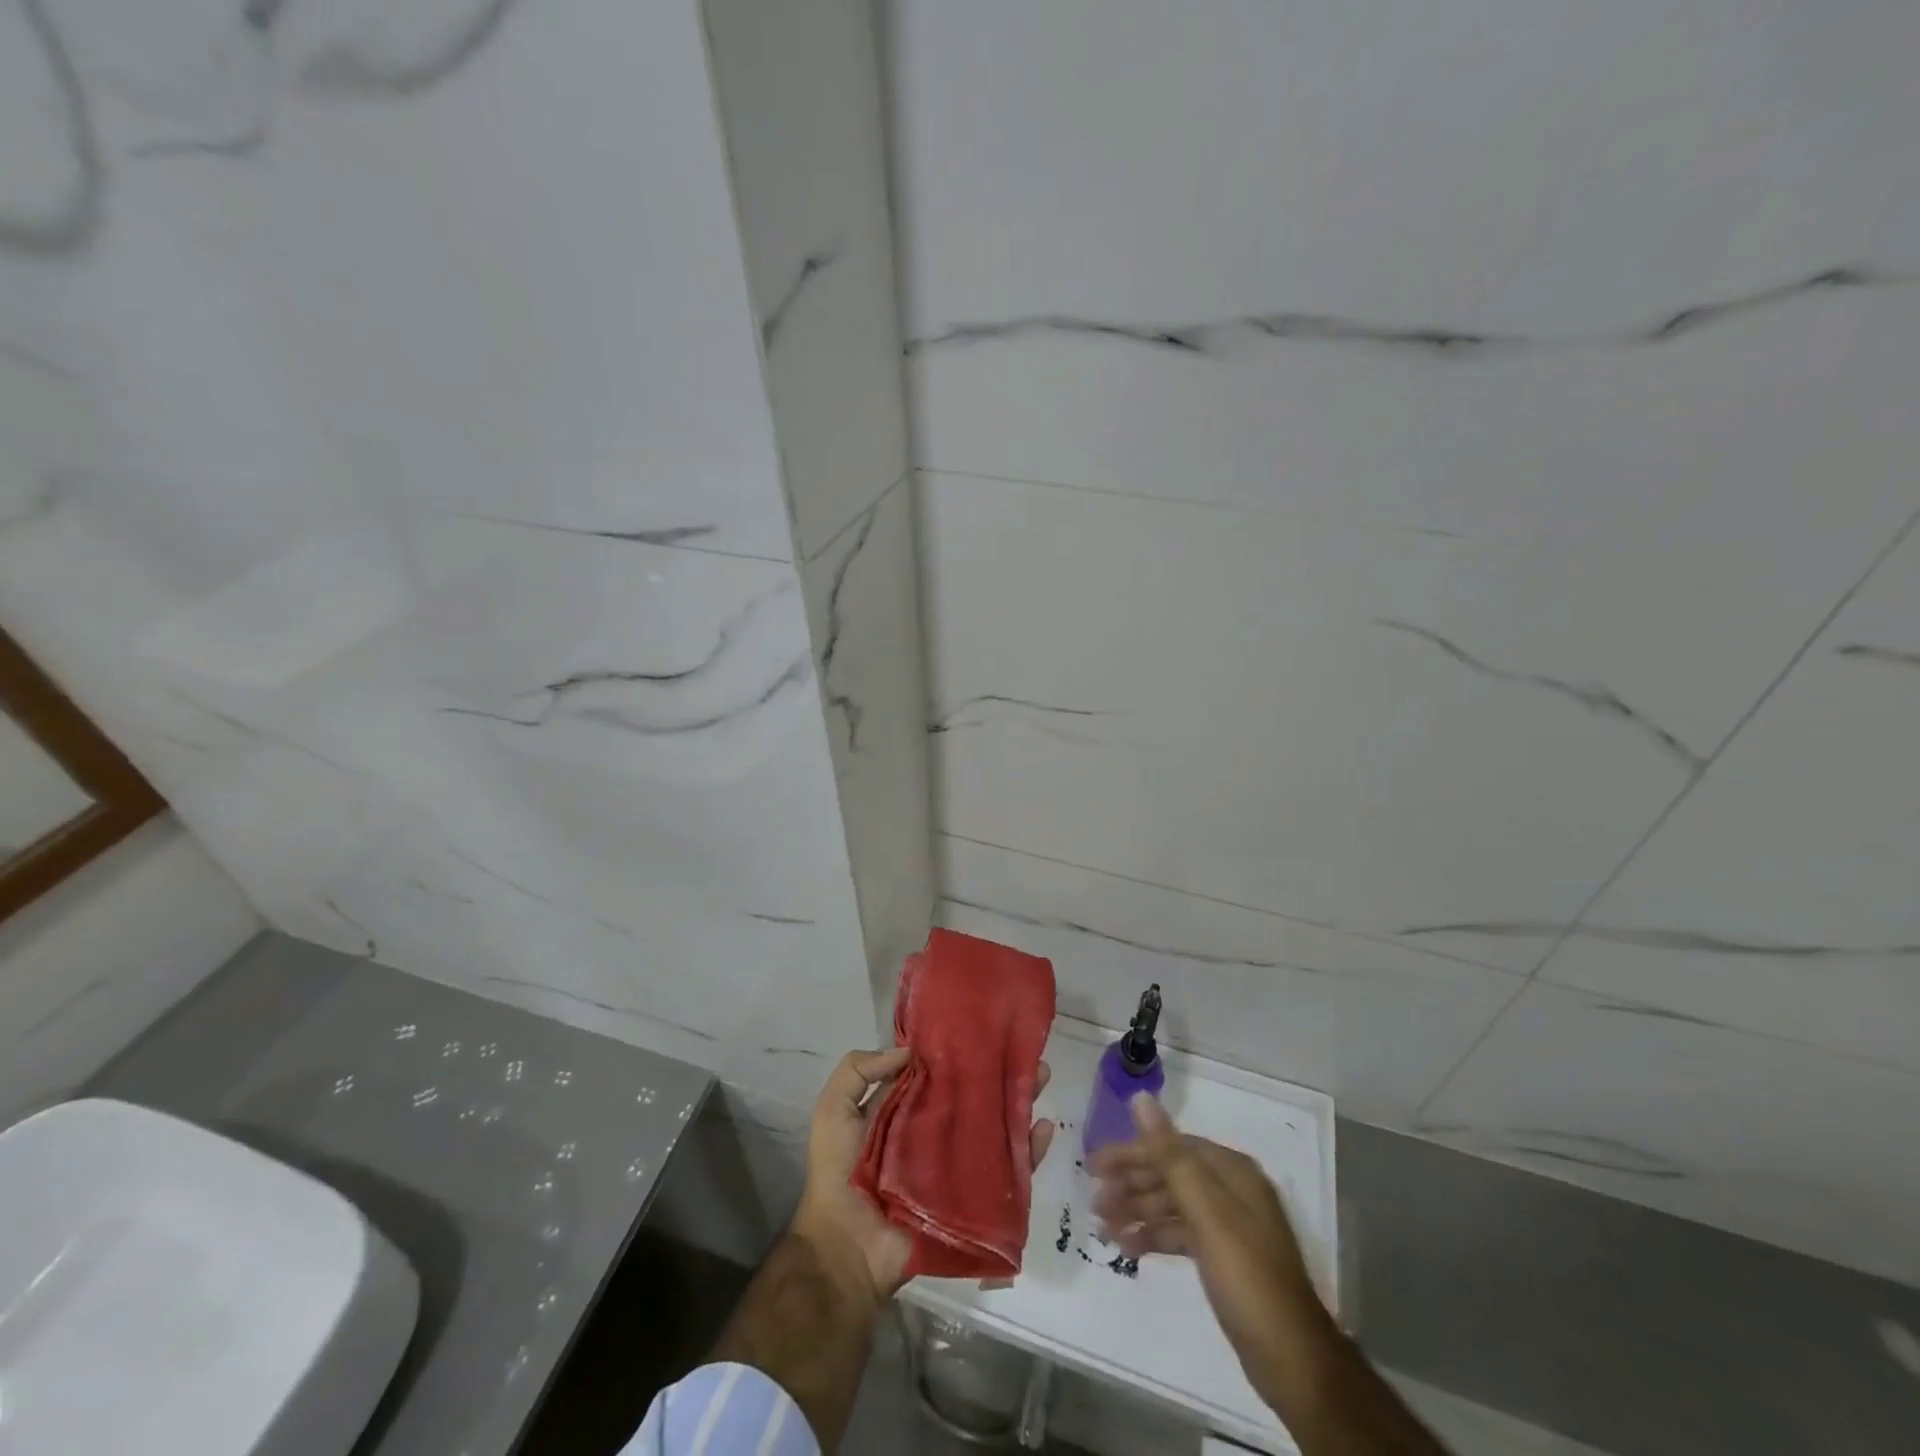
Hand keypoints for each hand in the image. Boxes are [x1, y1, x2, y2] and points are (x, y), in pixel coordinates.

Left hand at [795, 1047, 1054, 1301]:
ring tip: (1041, 1076)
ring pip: (997, 1128)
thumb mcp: (834, 1109)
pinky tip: (1044, 1129)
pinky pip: (1009, 1174)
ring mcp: (958, 1165)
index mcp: (905, 1110)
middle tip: (1026, 1053)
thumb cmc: (838, 1174)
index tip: (984, 1031)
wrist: (848, 1249)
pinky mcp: (974, 1198)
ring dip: (1020, 1102)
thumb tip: (909, 1050)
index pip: (939, 1075)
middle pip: (975, 1097)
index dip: (959, 1053)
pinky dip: (1030, 1152)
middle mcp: (936, 1133)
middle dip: (1000, 1075)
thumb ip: (858, 1070)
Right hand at [1090, 1093, 1330, 1411]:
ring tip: (1102, 1228)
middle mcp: (1231, 1190)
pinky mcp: (1223, 1257)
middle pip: (1170, 1174)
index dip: (1131, 1153)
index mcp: (1231, 1171)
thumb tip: (1141, 1098)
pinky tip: (1128, 1248)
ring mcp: (1228, 1225)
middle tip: (1093, 1202)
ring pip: (1172, 1204)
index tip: (1094, 1166)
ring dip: (1137, 1211)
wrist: (1294, 1363)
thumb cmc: (1247, 1278)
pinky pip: (1180, 1232)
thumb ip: (1171, 1156)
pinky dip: (1154, 1236)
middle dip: (1131, 1184)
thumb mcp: (1207, 1213)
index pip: (1171, 1147)